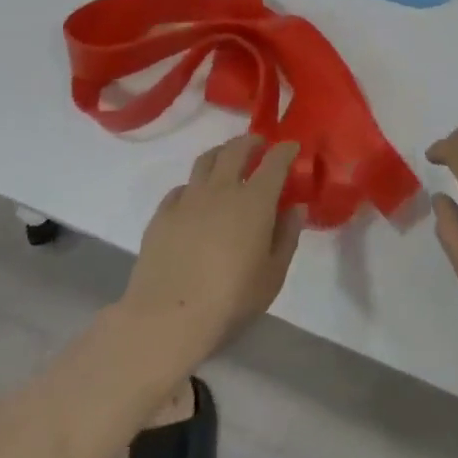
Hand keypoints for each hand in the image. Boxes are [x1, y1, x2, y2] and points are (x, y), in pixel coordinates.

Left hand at [116, 135, 303, 364]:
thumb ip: (287, 236)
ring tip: (227, 159)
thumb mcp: (273, 275)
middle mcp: (221, 189)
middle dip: (251, 141)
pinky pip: (181, 187)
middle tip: (258, 145)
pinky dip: (194, 185)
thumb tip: (295, 208)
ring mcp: (188, 198)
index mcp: (254, 201)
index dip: (285, 150)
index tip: (291, 147)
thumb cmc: (231, 299)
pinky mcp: (162, 213)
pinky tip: (195, 198)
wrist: (168, 316)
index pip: (275, 162)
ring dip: (221, 153)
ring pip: (206, 160)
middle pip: (236, 150)